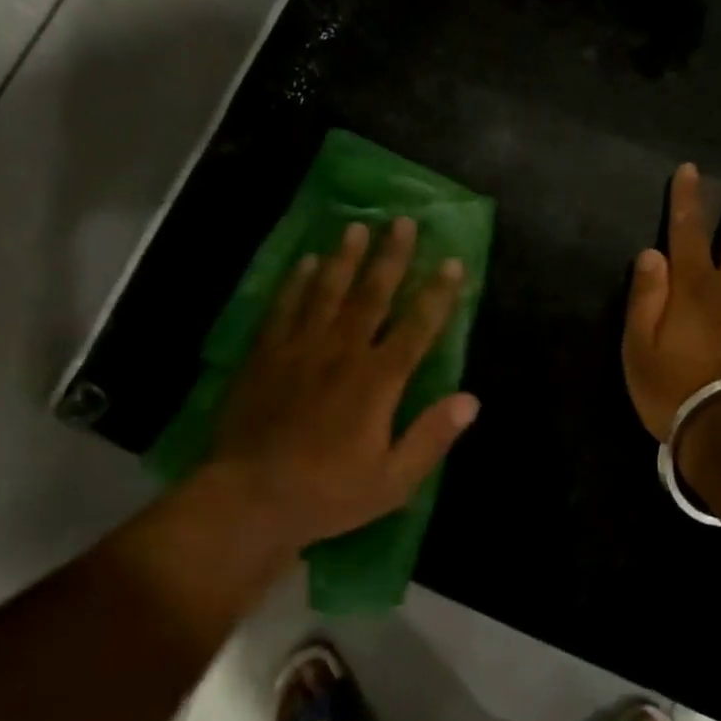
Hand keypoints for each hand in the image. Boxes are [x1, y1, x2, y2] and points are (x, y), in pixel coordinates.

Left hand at [207, 216, 479, 552]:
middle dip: (391, 257)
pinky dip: (296, 282)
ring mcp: (300, 349)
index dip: (437, 294)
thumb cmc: (328, 493)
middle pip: (372, 295)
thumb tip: (471, 400)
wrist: (249, 498)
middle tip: (403, 222)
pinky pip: (284, 308)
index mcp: (377, 381)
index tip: (453, 262)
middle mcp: (342, 352)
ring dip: (345, 258)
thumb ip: (431, 437)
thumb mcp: (392, 481)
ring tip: (356, 227)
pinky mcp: (266, 355)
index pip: (416, 327)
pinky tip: (306, 262)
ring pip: (327, 292)